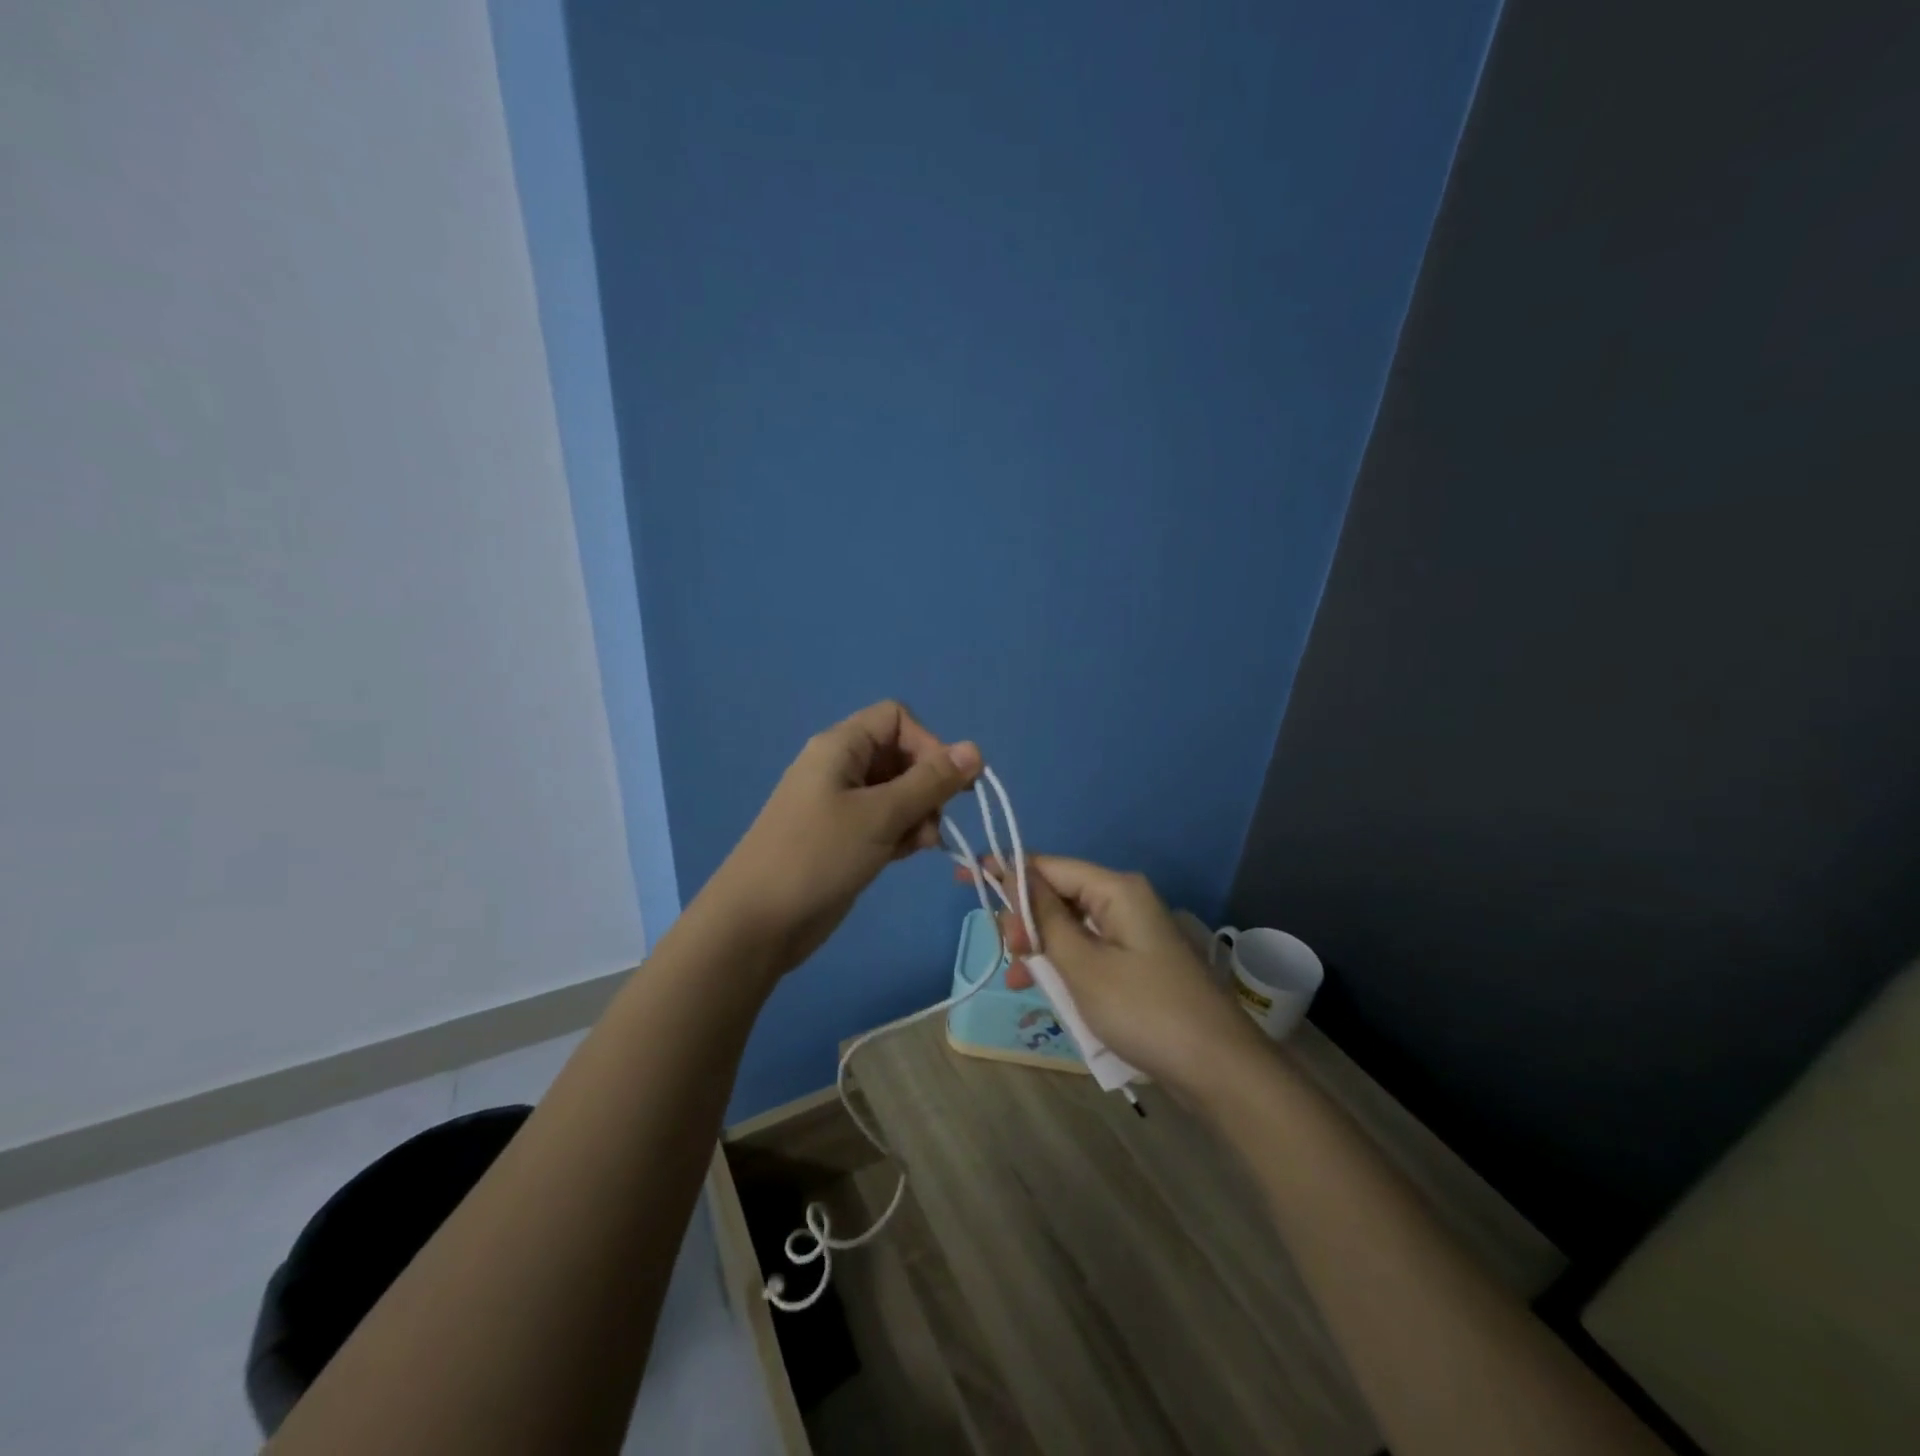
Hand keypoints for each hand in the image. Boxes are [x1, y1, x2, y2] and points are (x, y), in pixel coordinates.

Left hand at [705, 701, 981, 978]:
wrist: (758, 922)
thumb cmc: (818, 856)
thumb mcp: (881, 815)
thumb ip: (930, 781)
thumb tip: (976, 749)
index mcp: (840, 746)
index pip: (897, 719)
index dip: (928, 744)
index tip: (945, 783)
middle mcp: (840, 767)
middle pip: (900, 755)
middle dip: (926, 785)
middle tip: (932, 821)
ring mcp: (840, 804)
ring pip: (897, 791)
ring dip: (918, 813)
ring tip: (920, 844)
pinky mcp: (843, 837)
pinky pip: (884, 820)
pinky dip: (901, 832)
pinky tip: (904, 856)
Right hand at [991, 856, 1267, 1098]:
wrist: (1218, 1069)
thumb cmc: (1144, 1010)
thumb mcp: (1083, 965)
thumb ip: (1044, 919)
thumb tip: (1014, 874)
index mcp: (1115, 890)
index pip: (1048, 866)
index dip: (1005, 870)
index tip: (964, 875)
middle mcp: (1124, 902)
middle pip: (1058, 895)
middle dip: (1025, 918)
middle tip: (1006, 951)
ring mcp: (1132, 934)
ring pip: (1070, 927)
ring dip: (1040, 948)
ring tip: (1016, 977)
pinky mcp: (1136, 963)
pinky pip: (1088, 952)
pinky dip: (1063, 966)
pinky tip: (1041, 989)